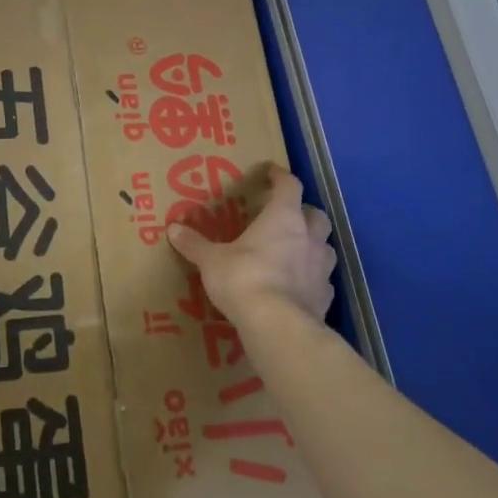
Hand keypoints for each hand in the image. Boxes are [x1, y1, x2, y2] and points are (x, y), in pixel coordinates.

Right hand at [168, 165, 334, 322]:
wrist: (277, 325)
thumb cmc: (243, 278)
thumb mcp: (211, 260)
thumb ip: (194, 244)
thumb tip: (172, 229)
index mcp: (283, 218)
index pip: (289, 186)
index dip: (280, 177)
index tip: (271, 172)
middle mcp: (308, 237)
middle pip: (316, 215)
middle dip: (304, 212)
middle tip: (286, 216)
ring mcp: (321, 268)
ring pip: (325, 247)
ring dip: (313, 244)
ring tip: (295, 251)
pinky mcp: (325, 297)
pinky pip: (323, 280)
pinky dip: (313, 278)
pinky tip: (298, 286)